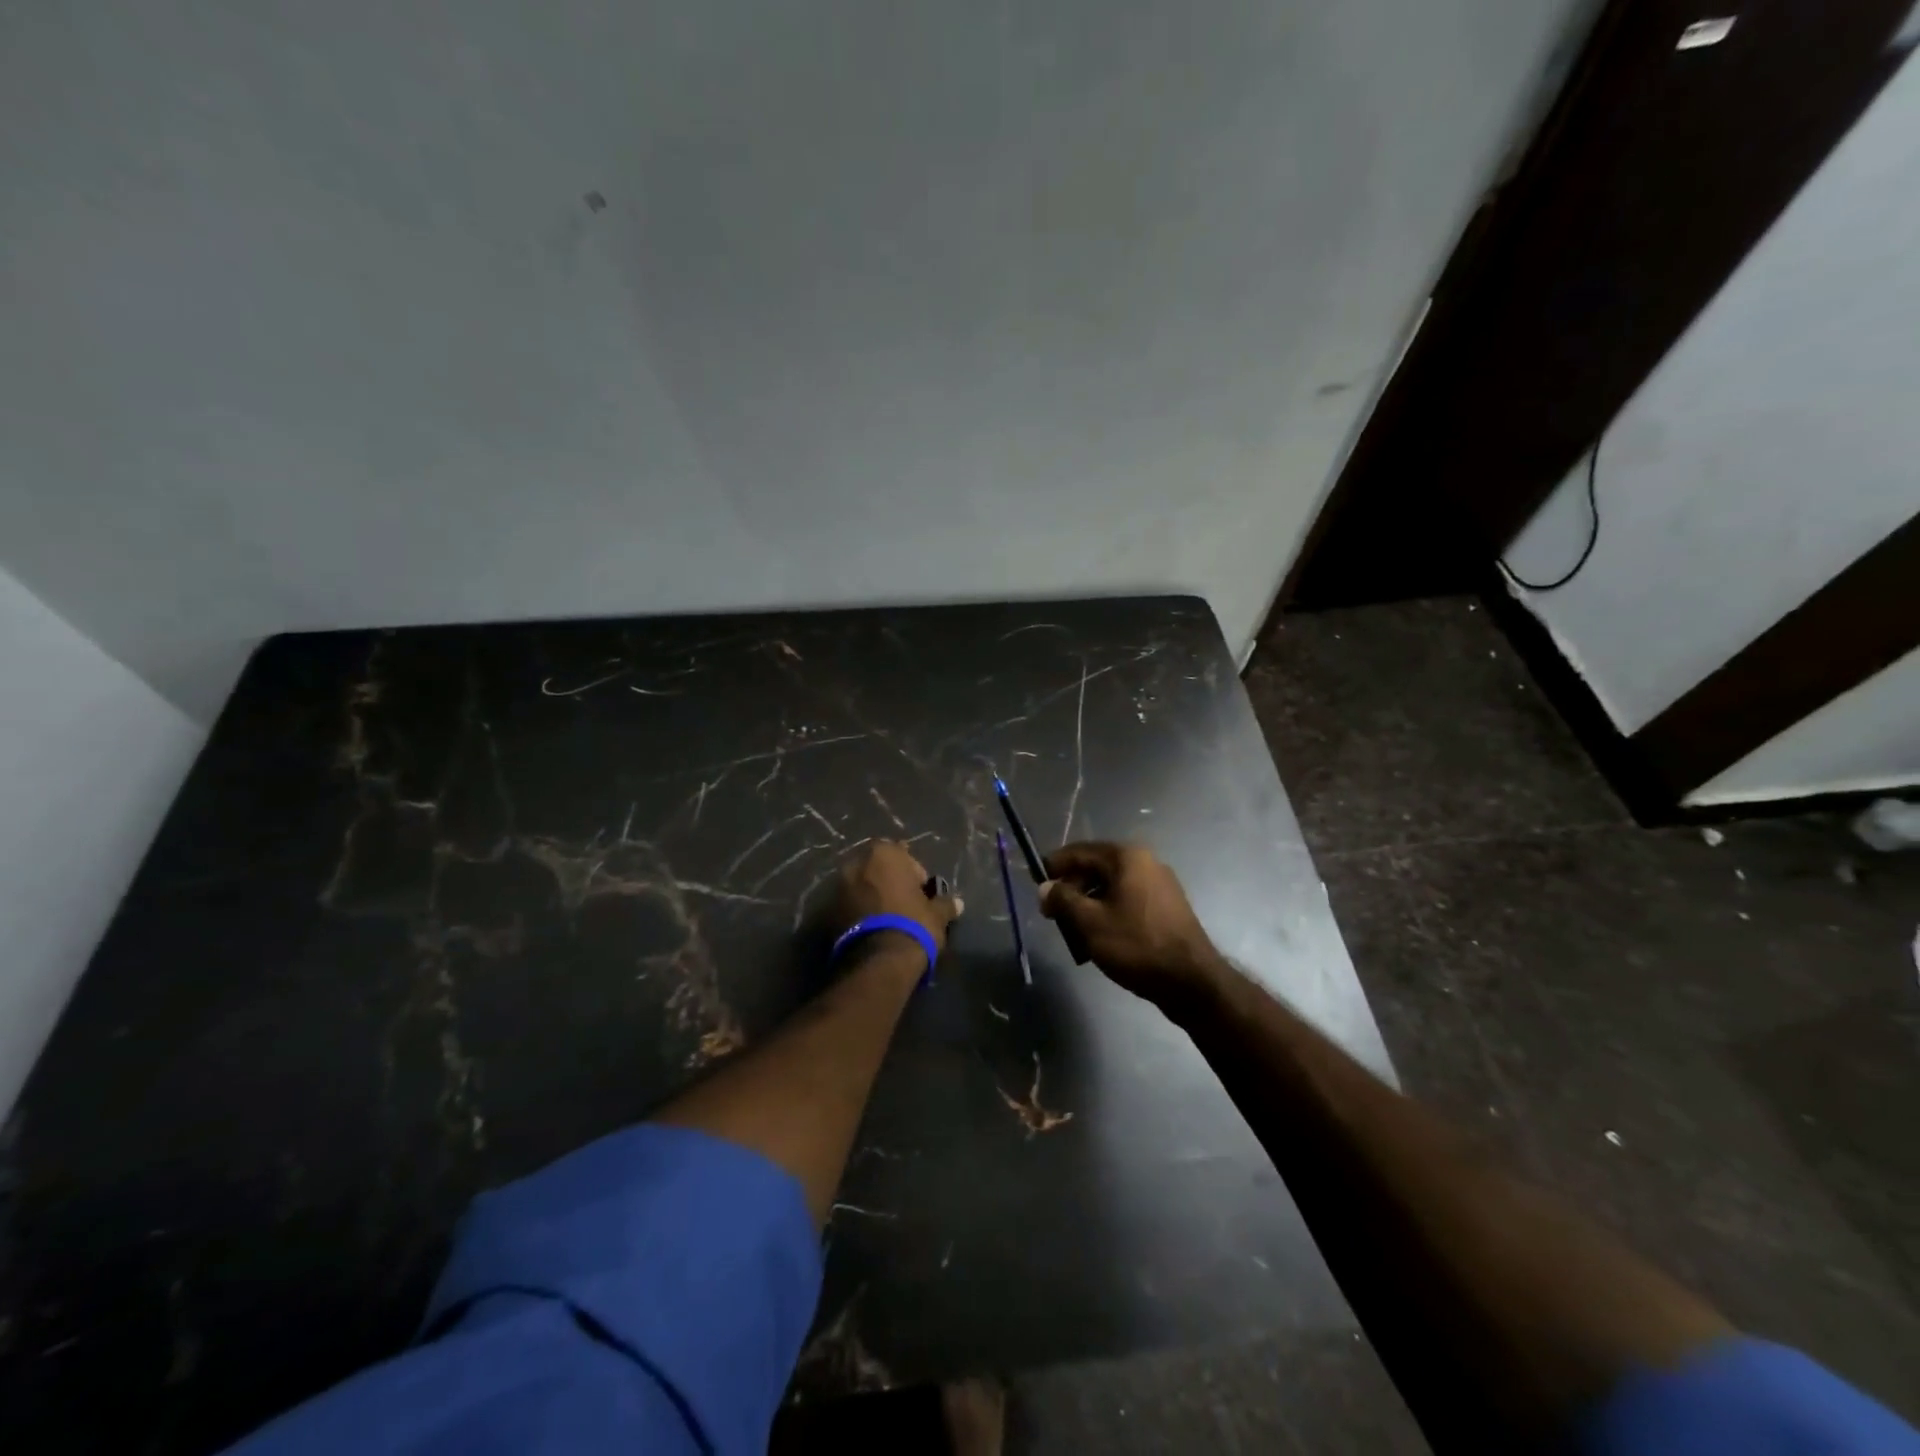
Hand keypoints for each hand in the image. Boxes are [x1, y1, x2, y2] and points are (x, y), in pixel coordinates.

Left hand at [832, 840, 963, 959]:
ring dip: (871, 896)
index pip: (901, 854)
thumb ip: (945, 904)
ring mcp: (838, 887)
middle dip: (888, 881)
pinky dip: (857, 912)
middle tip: (902, 902)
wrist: (879, 961)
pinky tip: (871, 928)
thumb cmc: (913, 925)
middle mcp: (856, 863)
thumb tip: (958, 903)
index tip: (920, 891)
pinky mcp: (827, 912)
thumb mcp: (936, 914)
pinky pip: (848, 905)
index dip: (913, 873)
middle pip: (876, 868)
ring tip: (886, 918)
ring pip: (860, 886)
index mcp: (884, 854)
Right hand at [1040, 842, 1226, 1012]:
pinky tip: (1100, 937)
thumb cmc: (1136, 945)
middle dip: (1072, 888)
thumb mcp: (1090, 922)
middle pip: (1097, 868)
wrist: (1192, 981)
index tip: (1036, 885)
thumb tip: (1045, 888)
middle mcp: (1146, 862)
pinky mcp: (1167, 908)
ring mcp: (1160, 885)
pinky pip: (1128, 901)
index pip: (1080, 852)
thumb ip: (1063, 900)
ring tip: (1073, 930)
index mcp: (1127, 857)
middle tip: (1053, 914)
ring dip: (1089, 904)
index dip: (1055, 866)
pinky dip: (1109, 912)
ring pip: (1112, 887)